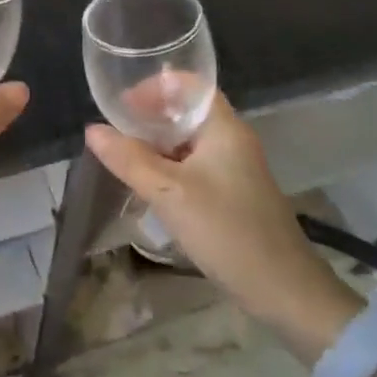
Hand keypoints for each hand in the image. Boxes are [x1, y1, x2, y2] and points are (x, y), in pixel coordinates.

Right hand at [86, 92, 358, 353]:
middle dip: (150, 116)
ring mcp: (234, 168)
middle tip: (116, 131)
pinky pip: (194, 165)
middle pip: (186, 111)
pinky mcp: (232, 193)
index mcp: (224, 127)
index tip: (122, 104)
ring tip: (124, 156)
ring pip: (188, 141)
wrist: (285, 292)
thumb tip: (92, 130)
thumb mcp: (170, 193)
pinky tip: (149, 185)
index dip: (154, 86)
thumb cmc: (227, 231)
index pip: (189, 84)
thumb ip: (129, 159)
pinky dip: (169, 167)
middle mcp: (231, 139)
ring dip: (157, 144)